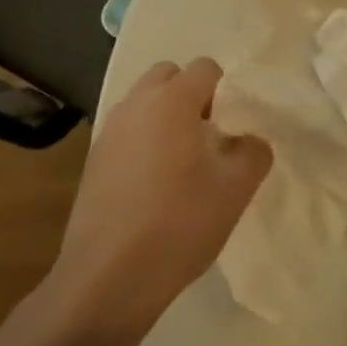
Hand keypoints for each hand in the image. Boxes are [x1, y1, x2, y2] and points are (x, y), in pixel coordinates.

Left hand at [51, 58, 271, 341]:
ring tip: (183, 165)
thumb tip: (248, 140)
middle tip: (209, 138)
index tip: (234, 126)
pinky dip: (144, 144)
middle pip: (168, 77)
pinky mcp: (93, 162)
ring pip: (144, 105)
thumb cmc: (180, 223)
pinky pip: (127, 134)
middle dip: (191, 96)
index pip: (206, 68)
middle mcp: (135, 105)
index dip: (226, 91)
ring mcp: (108, 132)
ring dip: (165, 120)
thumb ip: (253, 151)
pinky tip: (155, 188)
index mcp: (172, 101)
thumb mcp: (236, 188)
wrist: (108, 277)